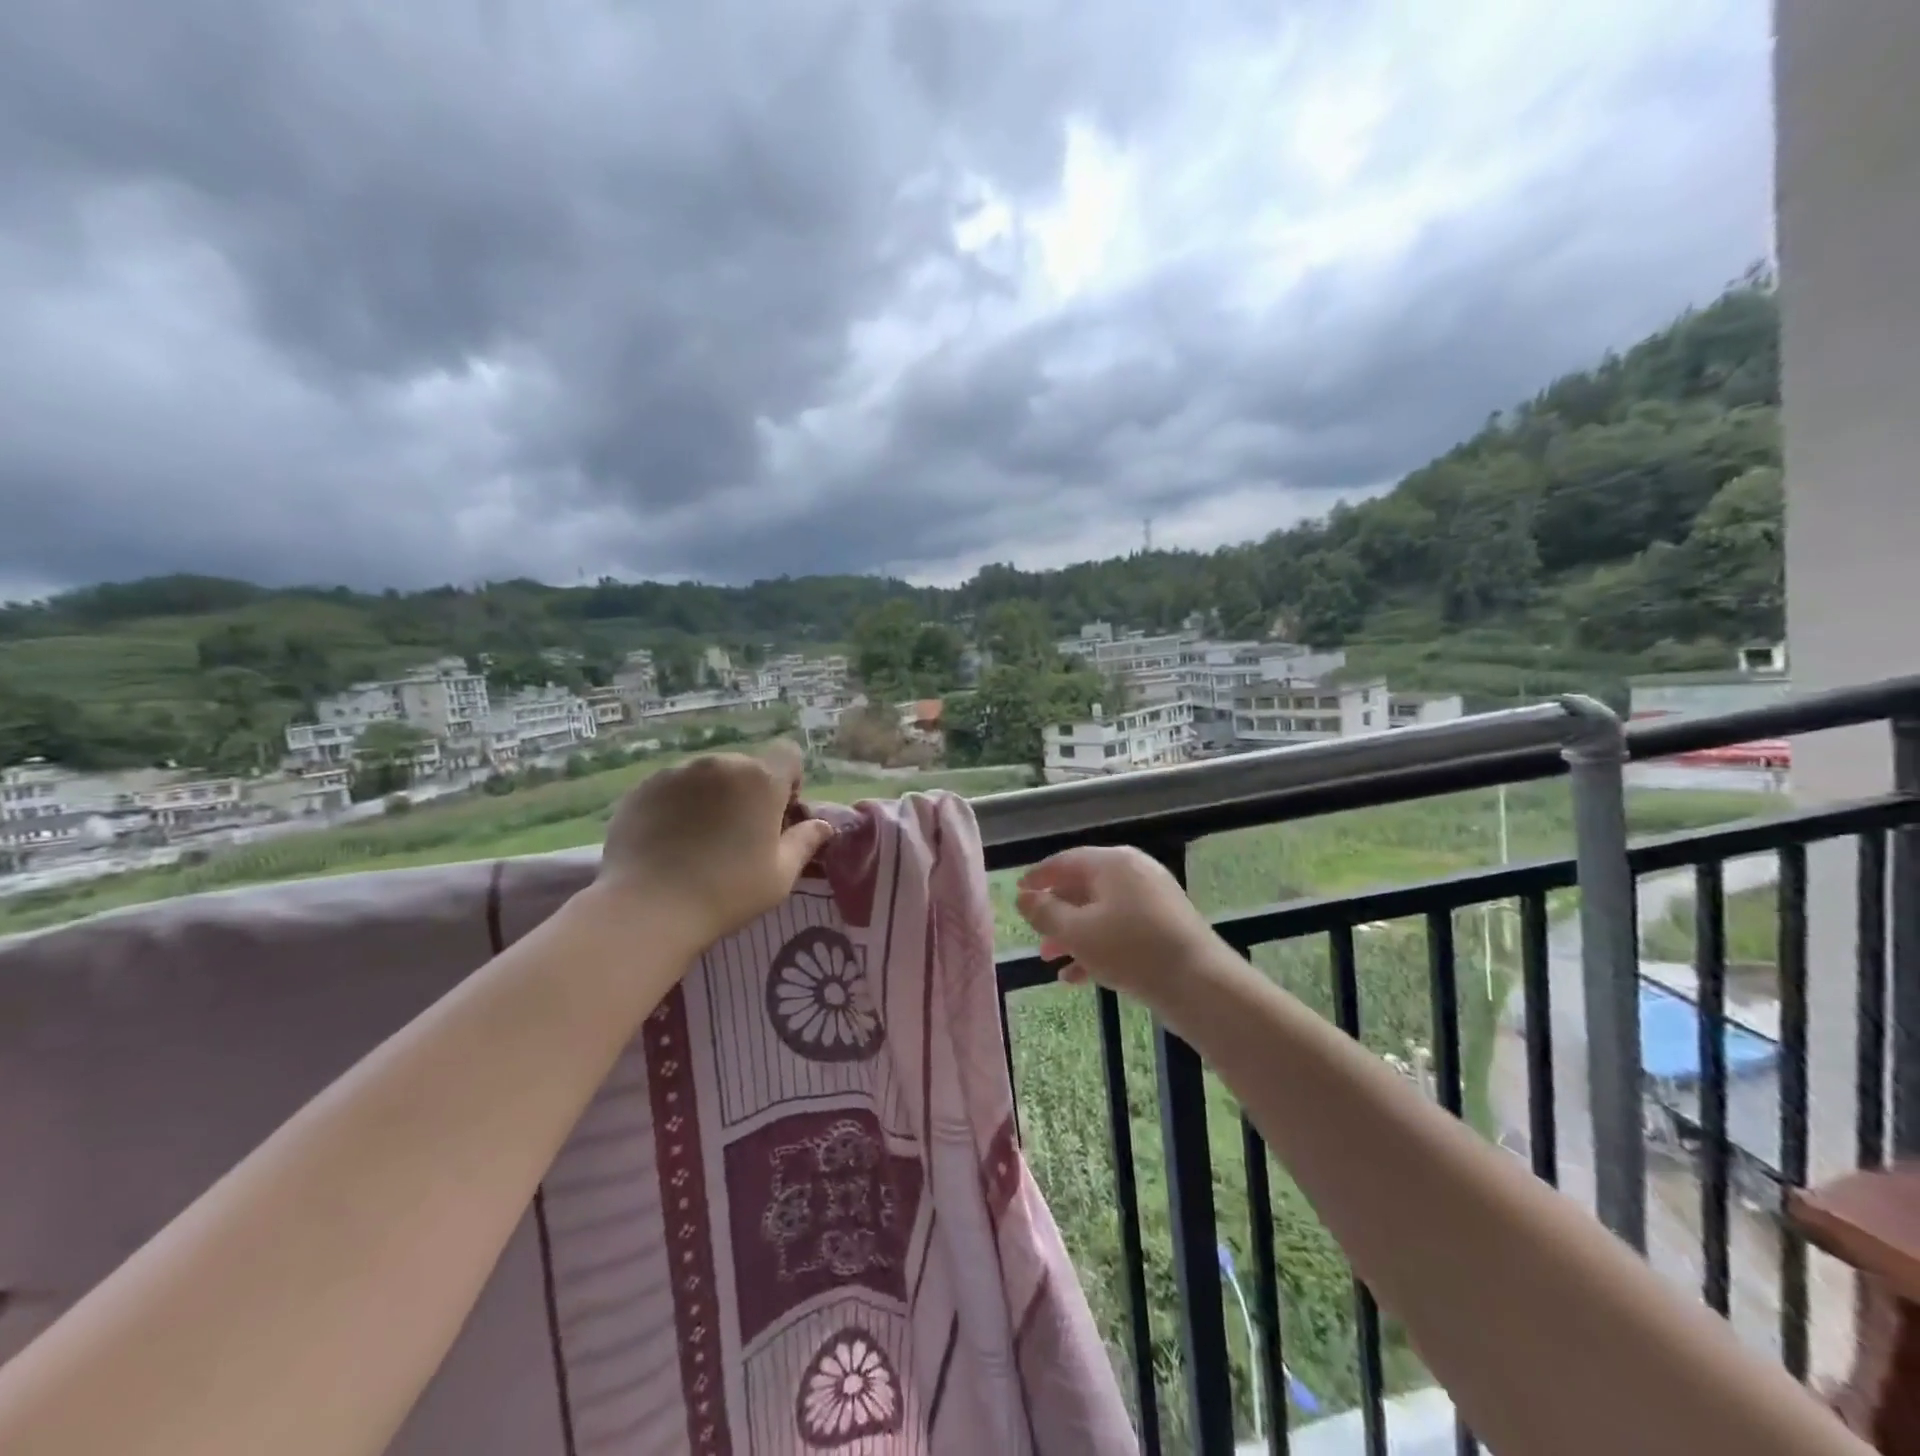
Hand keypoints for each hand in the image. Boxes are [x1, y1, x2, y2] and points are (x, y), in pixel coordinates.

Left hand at [592, 740, 834, 955]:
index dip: (788, 780)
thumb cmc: (727, 891)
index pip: (788, 754)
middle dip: (747, 792)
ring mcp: (677, 772)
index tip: (778, 815)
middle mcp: (721, 764)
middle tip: (738, 834)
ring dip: (711, 797)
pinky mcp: (643, 787)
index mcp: (761, 780)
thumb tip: (822, 825)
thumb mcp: (780, 875)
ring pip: (706, 777)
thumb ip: (805, 842)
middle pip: (745, 767)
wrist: (647, 908)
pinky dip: (676, 805)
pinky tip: (668, 841)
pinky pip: (671, 788)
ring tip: (698, 839)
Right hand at [1014, 846, 1218, 1005]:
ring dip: (1073, 934)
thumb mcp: (1077, 933)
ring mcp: (1152, 898)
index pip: (1065, 861)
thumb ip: (1045, 913)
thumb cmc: (1130, 949)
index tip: (1018, 893)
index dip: (1038, 876)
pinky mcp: (1165, 925)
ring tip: (1051, 960)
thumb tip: (1024, 897)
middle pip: (1083, 886)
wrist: (1200, 983)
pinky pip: (1121, 928)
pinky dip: (1098, 945)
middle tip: (1035, 935)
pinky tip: (1078, 977)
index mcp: (1112, 863)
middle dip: (1056, 912)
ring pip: (1101, 911)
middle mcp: (1133, 872)